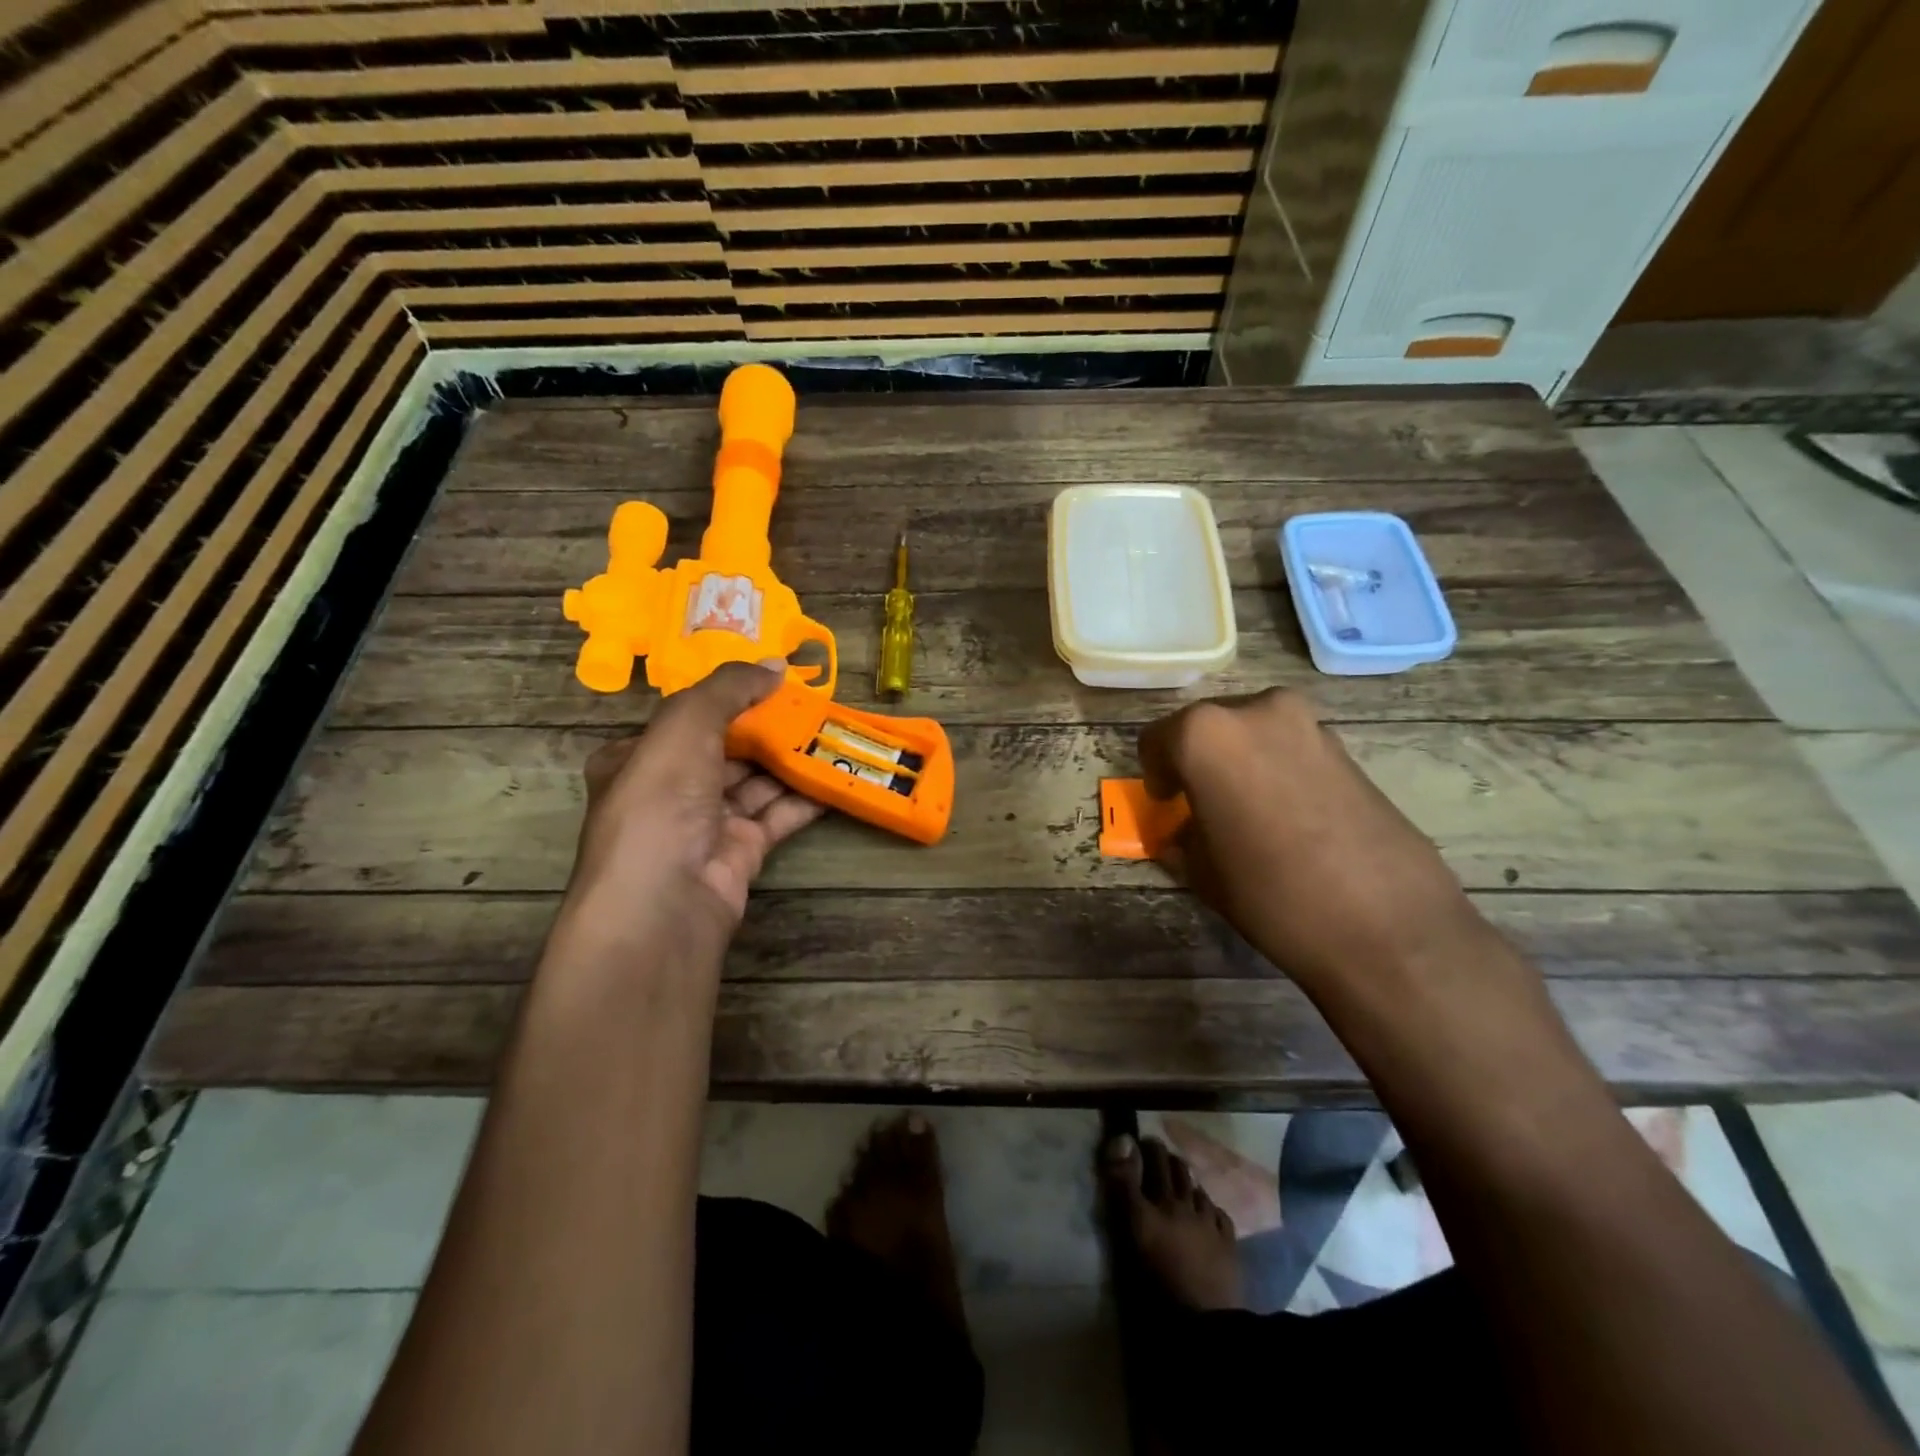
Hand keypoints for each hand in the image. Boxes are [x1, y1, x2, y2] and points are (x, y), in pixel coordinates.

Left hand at [564, 661, 823, 959]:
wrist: (666, 902)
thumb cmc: (661, 801)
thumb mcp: (685, 725)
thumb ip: (729, 688)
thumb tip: (776, 664)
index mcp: (640, 757)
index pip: (688, 718)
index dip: (730, 696)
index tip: (775, 680)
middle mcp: (671, 789)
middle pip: (727, 748)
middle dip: (769, 727)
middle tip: (815, 705)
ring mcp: (707, 823)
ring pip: (757, 781)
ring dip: (792, 759)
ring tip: (834, 733)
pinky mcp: (742, 850)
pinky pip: (777, 814)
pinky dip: (805, 797)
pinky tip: (835, 776)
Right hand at [1139, 690, 1512, 1019]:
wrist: (1387, 925)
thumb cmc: (1270, 893)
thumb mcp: (1202, 871)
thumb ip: (1183, 836)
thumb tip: (1184, 829)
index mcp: (1205, 734)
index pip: (1157, 740)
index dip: (1156, 774)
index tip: (1166, 803)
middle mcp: (1256, 712)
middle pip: (1208, 728)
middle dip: (1199, 762)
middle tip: (1204, 806)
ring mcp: (1308, 724)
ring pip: (1253, 734)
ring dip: (1242, 764)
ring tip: (1250, 815)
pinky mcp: (1348, 747)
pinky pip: (1292, 749)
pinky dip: (1280, 771)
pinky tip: (1291, 819)